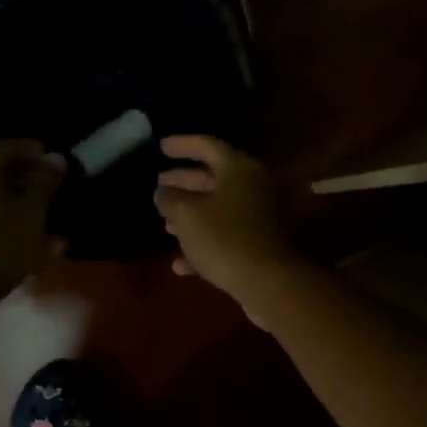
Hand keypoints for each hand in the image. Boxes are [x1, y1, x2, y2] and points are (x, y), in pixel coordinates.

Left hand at [0, 139, 66, 304]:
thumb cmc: (0, 245)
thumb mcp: (32, 212)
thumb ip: (45, 182)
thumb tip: (56, 157)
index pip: (10, 145)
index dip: (35, 150)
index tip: (56, 161)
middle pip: (0, 170)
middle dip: (29, 177)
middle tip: (53, 188)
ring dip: (20, 201)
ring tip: (45, 216)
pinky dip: (8, 219)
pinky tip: (28, 238)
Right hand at [153, 136, 298, 319]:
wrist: (266, 282)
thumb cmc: (223, 238)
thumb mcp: (186, 215)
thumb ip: (169, 198)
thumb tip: (162, 191)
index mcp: (239, 169)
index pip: (208, 145)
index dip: (182, 144)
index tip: (160, 146)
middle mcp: (253, 187)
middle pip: (214, 177)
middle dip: (184, 181)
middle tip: (159, 182)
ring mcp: (259, 217)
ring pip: (219, 208)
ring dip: (192, 213)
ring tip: (165, 221)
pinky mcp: (259, 244)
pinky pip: (226, 236)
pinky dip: (204, 243)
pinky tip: (180, 263)